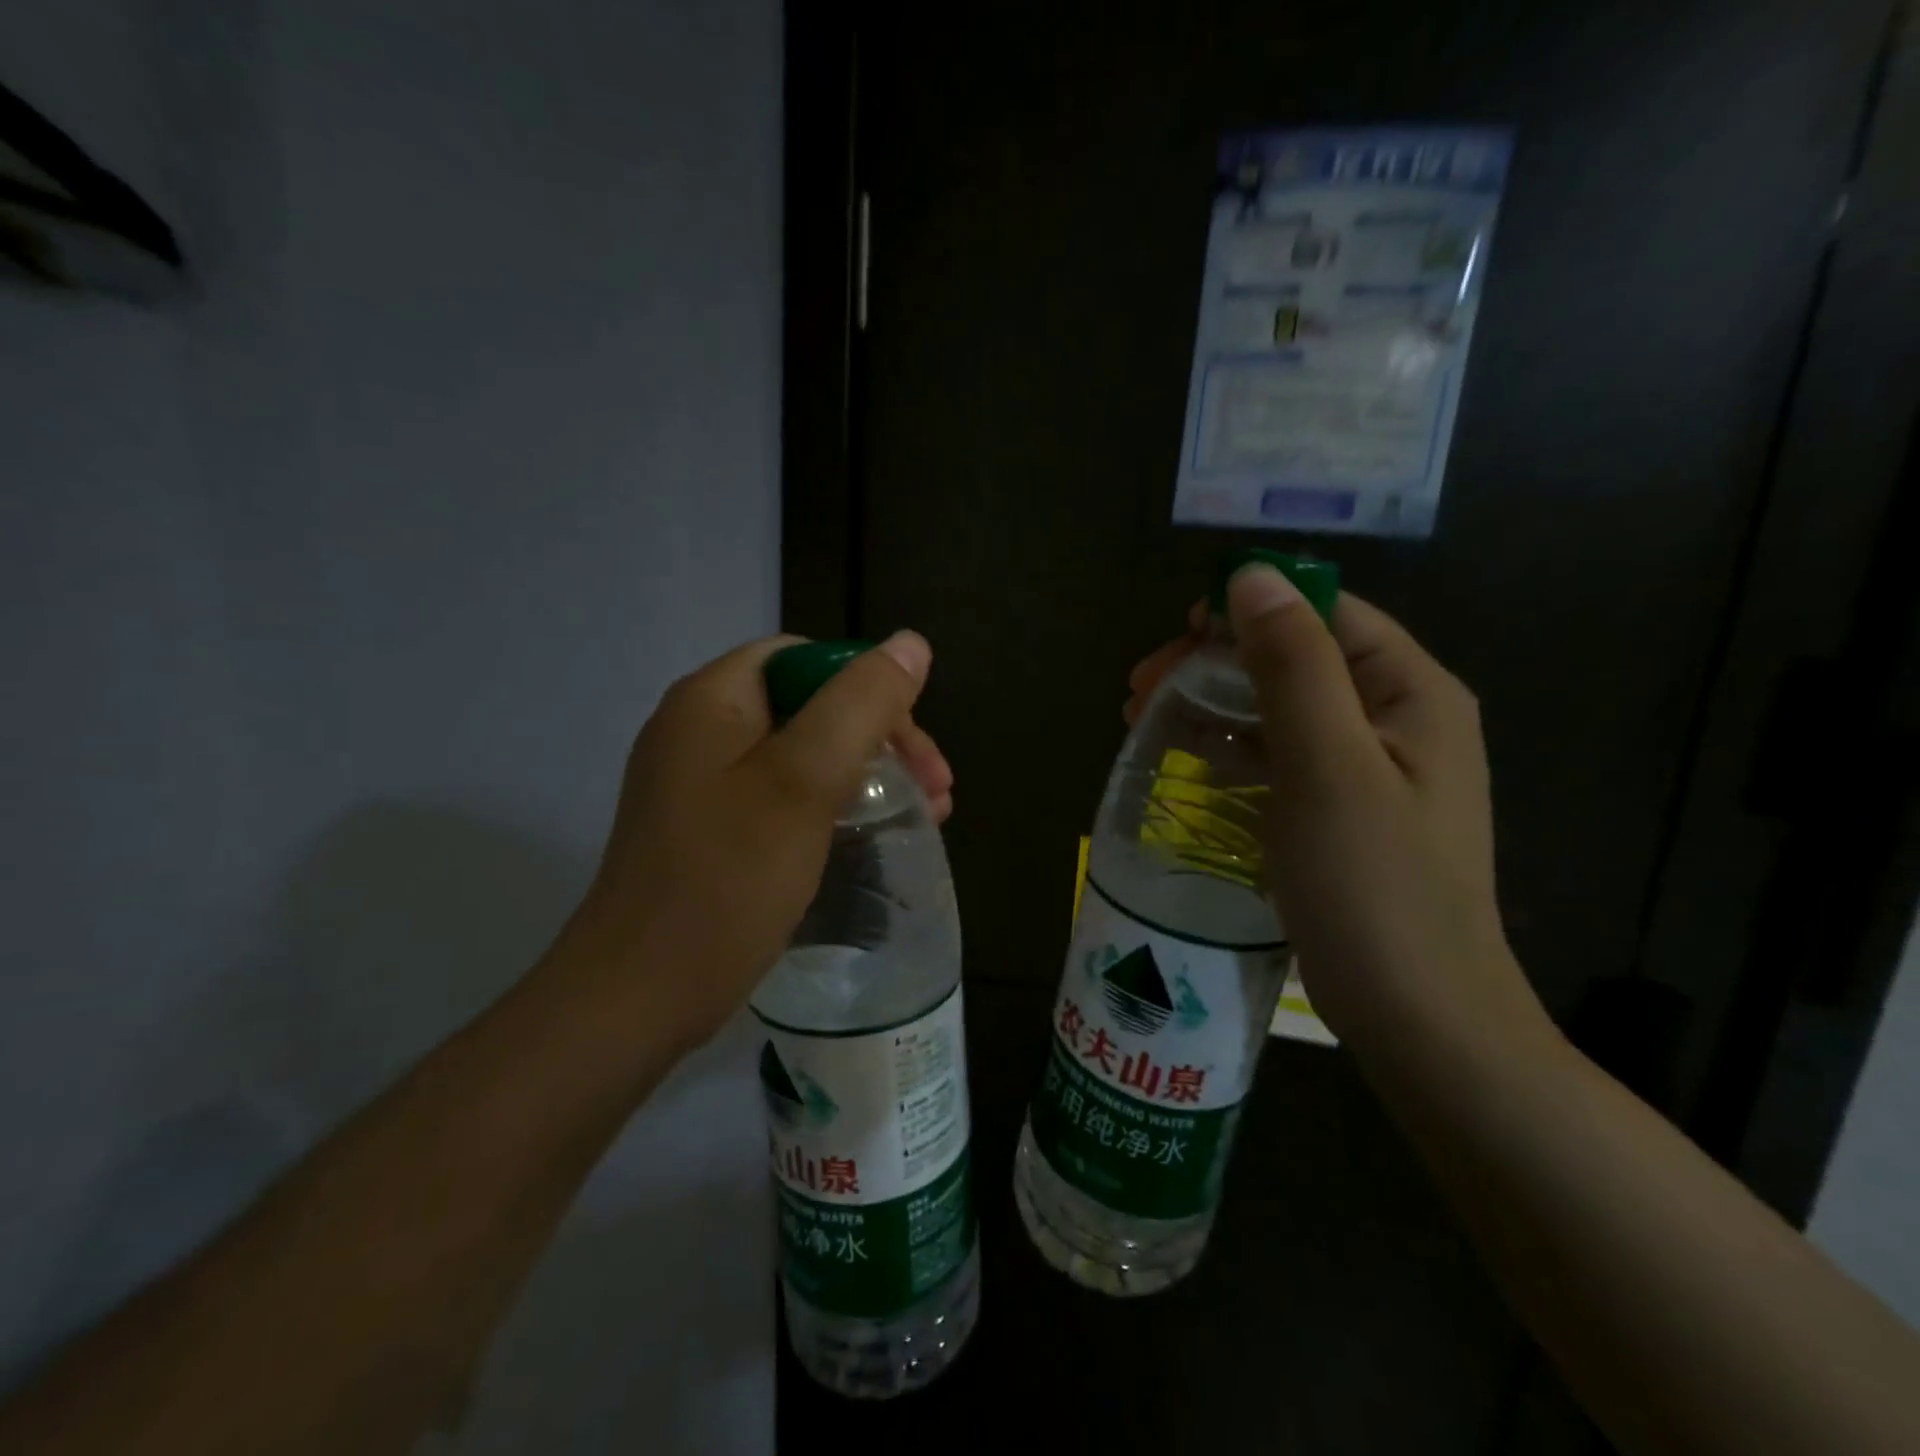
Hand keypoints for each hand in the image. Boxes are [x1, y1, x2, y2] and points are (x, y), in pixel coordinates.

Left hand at [563, 632, 948, 1050]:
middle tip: (936, 788)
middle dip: (880, 737)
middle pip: (809, 705)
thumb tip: (910, 643)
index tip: (912, 742)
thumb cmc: (727, 879)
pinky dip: (833, 804)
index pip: (805, 658)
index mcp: (712, 700)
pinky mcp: (710, 830)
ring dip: (866, 773)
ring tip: (926, 813)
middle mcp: (700, 730)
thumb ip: (860, 705)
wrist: (639, 996)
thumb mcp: (804, 781)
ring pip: (803, 754)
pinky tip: (868, 835)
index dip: (868, 687)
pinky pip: (783, 795)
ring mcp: (701, 784)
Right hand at [1129, 570, 1547, 1052]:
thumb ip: (1291, 666)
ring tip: (1142, 720)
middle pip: (1295, 658)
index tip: (1177, 632)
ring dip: (1212, 703)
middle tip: (1140, 689)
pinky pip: (1279, 756)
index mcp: (1410, 692)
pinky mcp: (1340, 810)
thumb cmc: (1373, 887)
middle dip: (1215, 662)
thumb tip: (1251, 576)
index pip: (1326, 612)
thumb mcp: (1326, 766)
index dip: (1250, 608)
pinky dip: (1230, 748)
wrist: (1419, 1017)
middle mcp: (1396, 718)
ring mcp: (1369, 768)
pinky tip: (1186, 759)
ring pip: (1279, 708)